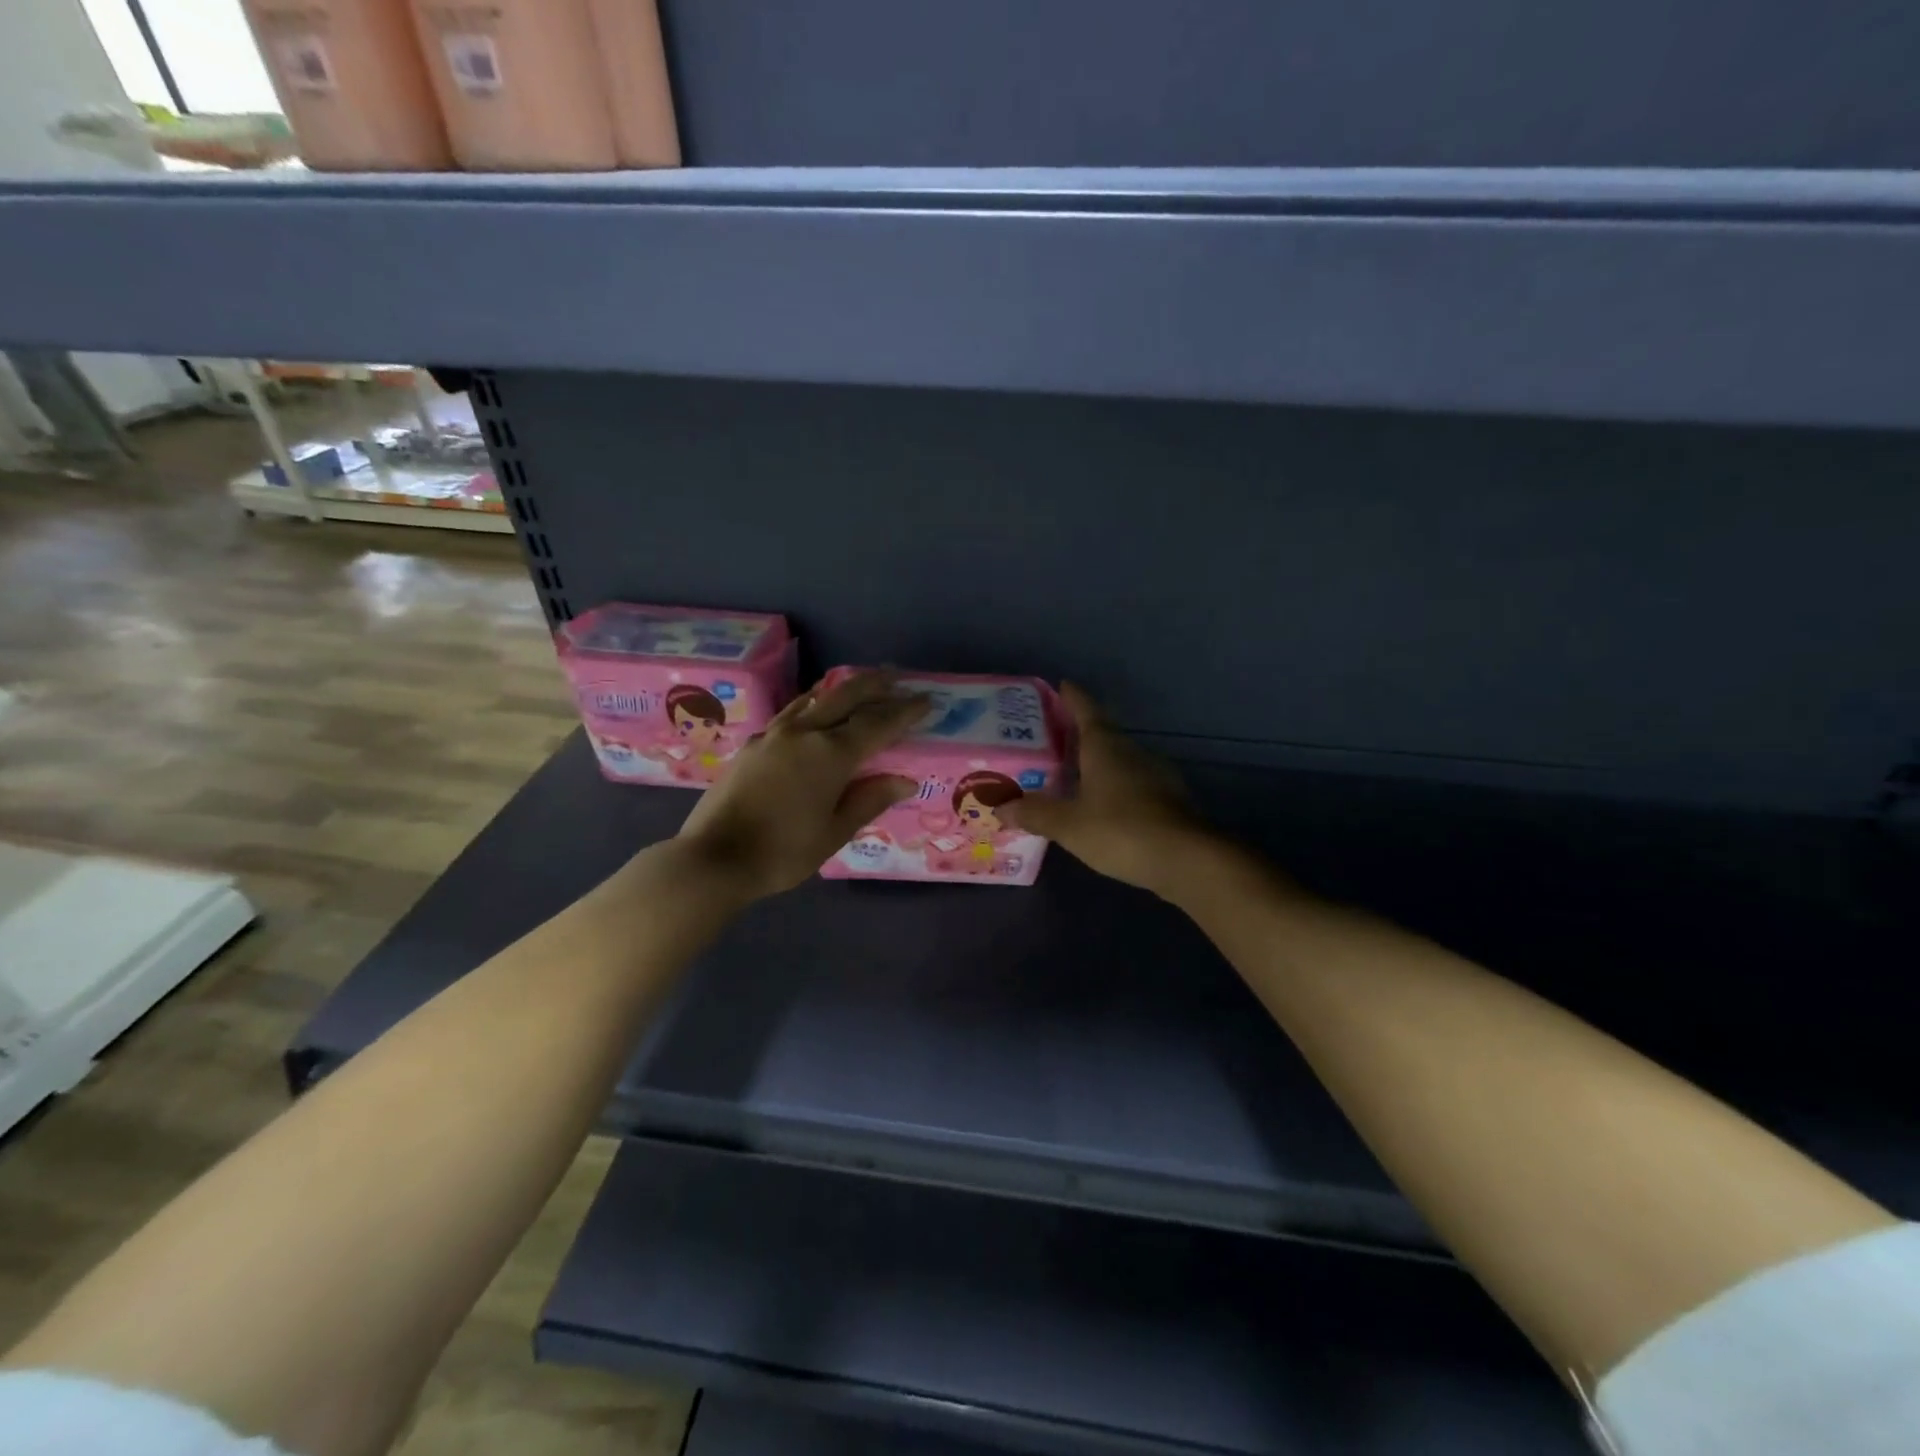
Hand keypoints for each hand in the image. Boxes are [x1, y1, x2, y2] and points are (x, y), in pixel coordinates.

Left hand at [674, 671, 927, 900]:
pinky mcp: (753, 744)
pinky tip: (813, 710)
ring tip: (858, 684)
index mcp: (830, 754)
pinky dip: (812, 703)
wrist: (713, 858)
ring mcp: (773, 734)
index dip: (904, 712)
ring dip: (841, 689)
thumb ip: (869, 800)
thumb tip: (905, 780)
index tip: (926, 701)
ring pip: (814, 698)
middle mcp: (804, 733)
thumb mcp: (834, 832)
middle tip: (896, 679)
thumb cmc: (783, 852)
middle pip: (845, 696)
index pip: (877, 724)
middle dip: (874, 686)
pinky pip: (792, 712)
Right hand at [1003, 684, 1210, 897]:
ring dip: (1096, 762)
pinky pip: (1132, 783)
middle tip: (1049, 738)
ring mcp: (1155, 775)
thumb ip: (1035, 813)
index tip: (1060, 685)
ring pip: (1119, 760)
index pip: (1086, 709)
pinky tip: (1100, 805)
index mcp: (1105, 746)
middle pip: (1102, 733)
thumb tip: (1000, 806)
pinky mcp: (1168, 800)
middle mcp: (1132, 752)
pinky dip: (1113, 787)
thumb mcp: (1069, 824)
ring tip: (1070, 773)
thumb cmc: (1121, 830)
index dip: (1072, 697)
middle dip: (1078, 733)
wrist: (1188, 860)